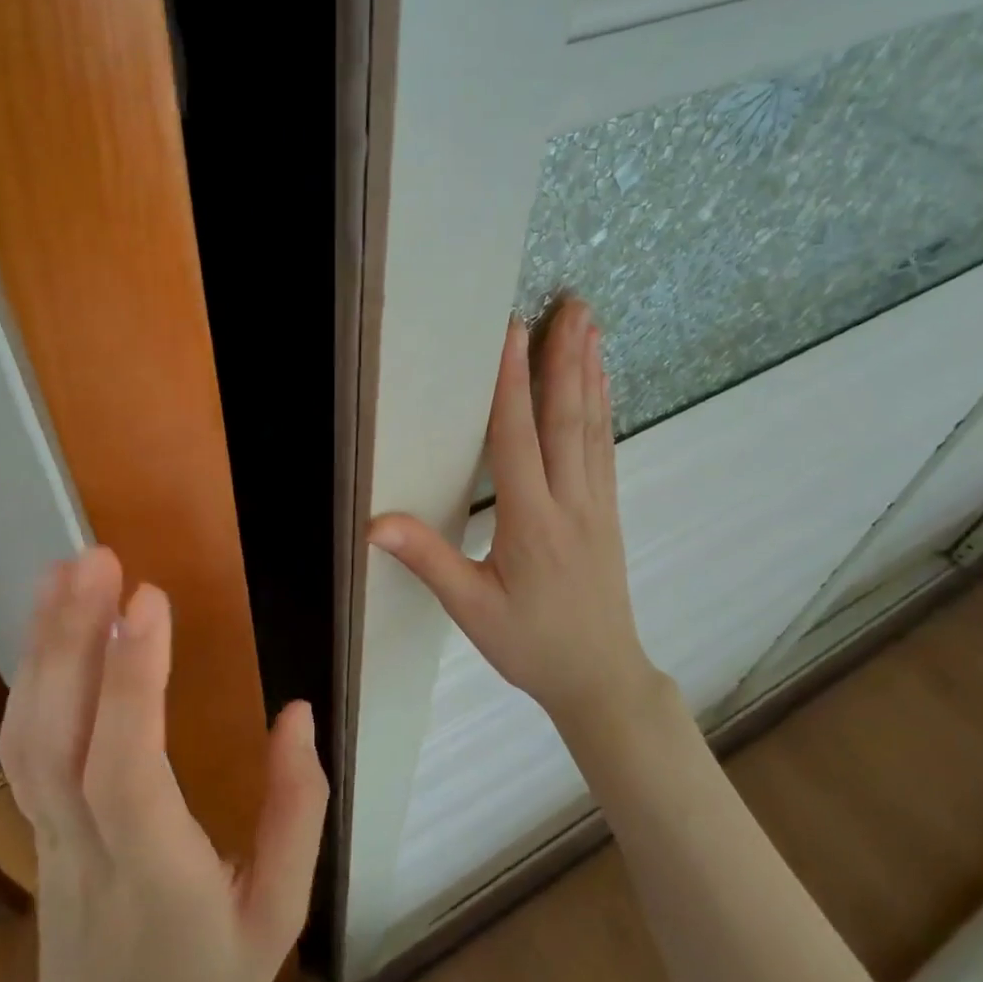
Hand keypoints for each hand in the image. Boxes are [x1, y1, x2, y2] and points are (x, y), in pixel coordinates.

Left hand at [0, 547, 328, 981]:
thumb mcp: (280, 919)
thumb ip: (295, 814)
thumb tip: (299, 713)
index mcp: (154, 875)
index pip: (126, 769)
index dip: (132, 681)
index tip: (148, 597)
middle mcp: (85, 846)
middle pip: (56, 738)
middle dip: (71, 638)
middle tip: (96, 557)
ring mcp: (46, 833)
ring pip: (26, 734)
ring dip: (43, 644)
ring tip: (66, 571)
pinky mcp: (36, 821)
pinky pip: (21, 743)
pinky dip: (31, 673)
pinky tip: (52, 625)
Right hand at [369, 299, 668, 733]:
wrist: (601, 678)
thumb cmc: (531, 645)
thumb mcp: (472, 609)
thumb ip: (428, 560)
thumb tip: (375, 523)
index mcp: (532, 521)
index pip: (518, 437)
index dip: (512, 382)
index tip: (512, 330)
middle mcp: (570, 501)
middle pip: (566, 418)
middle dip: (565, 357)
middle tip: (572, 303)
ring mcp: (596, 504)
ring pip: (592, 427)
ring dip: (589, 372)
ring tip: (591, 325)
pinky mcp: (607, 512)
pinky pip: (605, 449)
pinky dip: (602, 408)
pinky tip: (602, 384)